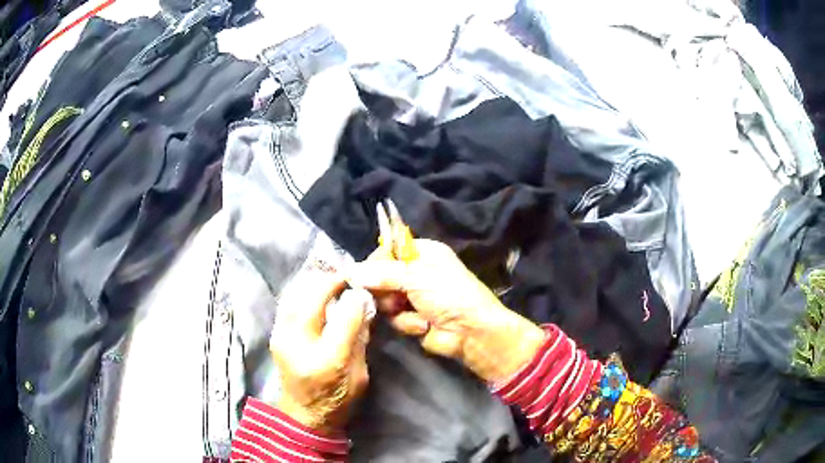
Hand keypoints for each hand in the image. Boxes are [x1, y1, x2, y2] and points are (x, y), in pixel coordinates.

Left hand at [270, 270, 373, 431]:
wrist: (303, 416)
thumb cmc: (337, 400)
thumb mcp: (360, 374)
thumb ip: (361, 339)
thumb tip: (362, 304)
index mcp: (328, 360)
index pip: (343, 317)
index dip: (354, 296)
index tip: (363, 286)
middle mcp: (299, 344)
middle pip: (312, 299)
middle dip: (331, 281)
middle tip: (346, 275)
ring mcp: (281, 337)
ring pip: (295, 295)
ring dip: (314, 282)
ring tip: (331, 279)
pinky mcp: (275, 334)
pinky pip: (287, 302)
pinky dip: (301, 290)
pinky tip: (313, 289)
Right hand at [349, 239, 544, 382]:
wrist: (471, 332)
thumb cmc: (448, 294)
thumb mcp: (415, 276)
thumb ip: (381, 273)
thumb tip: (351, 271)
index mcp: (423, 253)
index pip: (388, 250)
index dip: (375, 262)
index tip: (364, 274)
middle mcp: (417, 272)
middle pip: (382, 277)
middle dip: (384, 290)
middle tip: (391, 297)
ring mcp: (415, 297)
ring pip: (385, 300)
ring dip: (397, 309)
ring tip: (412, 312)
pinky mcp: (413, 319)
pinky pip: (395, 318)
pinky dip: (408, 323)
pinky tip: (423, 326)